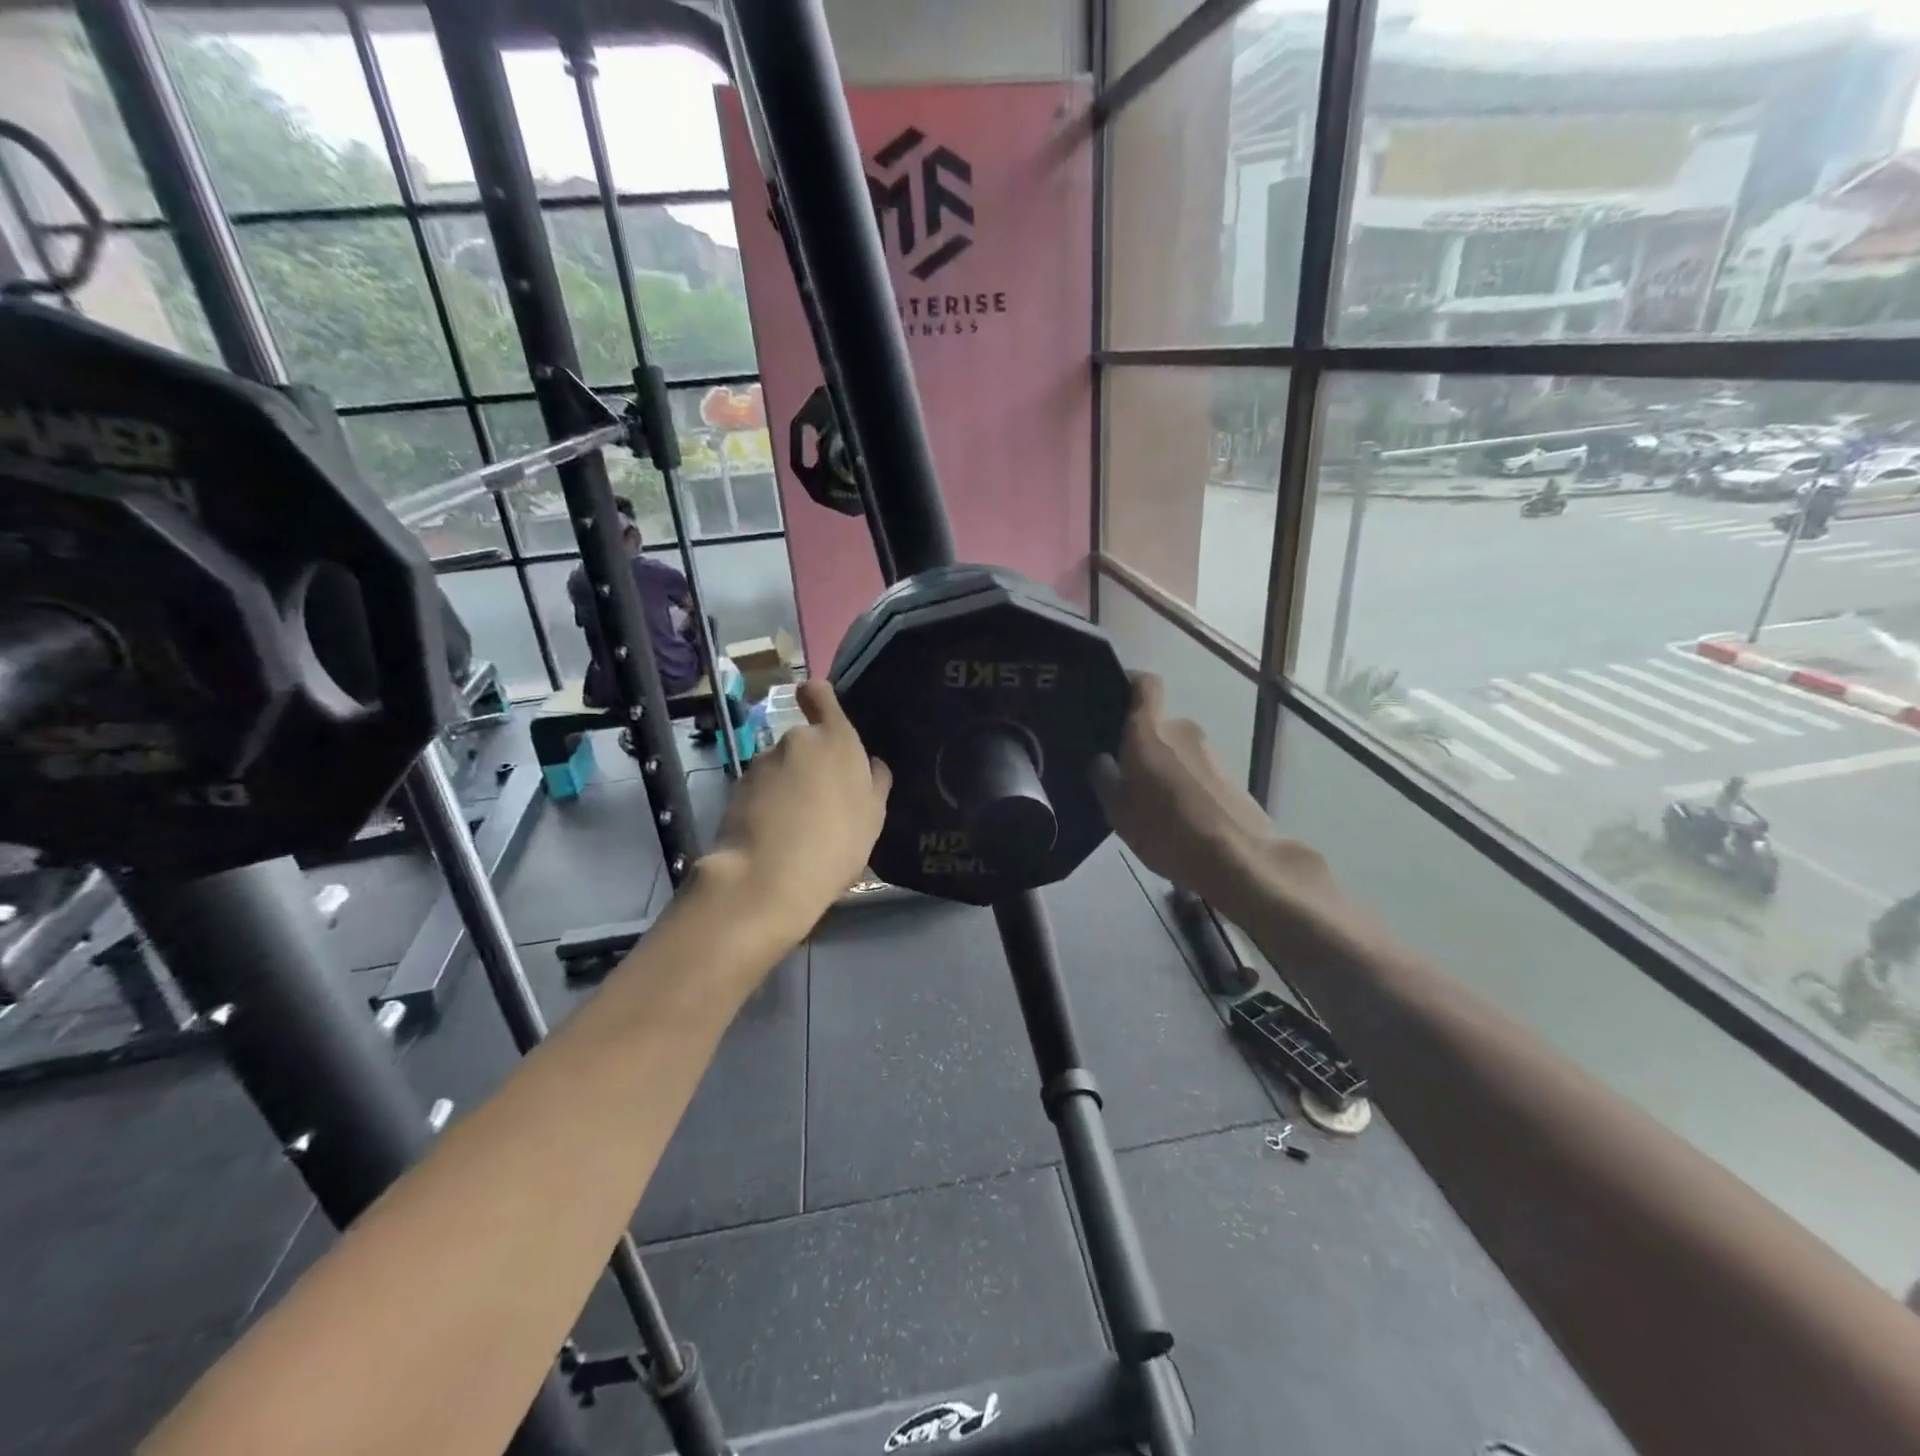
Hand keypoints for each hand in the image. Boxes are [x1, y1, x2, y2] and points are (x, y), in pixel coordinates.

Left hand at [702, 680, 890, 939]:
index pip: (819, 693)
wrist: (767, 879)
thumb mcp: (873, 817)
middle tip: (823, 803)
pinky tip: (774, 837)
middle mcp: (796, 740)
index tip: (820, 711)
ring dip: (788, 786)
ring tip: (797, 828)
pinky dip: (767, 805)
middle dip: (811, 763)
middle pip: (805, 742)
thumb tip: (870, 764)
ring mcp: (762, 764)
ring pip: (781, 767)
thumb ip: (874, 782)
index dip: (818, 697)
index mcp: (836, 740)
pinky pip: (761, 790)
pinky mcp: (736, 789)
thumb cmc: (836, 844)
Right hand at [1092, 673, 1338, 932]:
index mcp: (1149, 732)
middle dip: (1140, 745)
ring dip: (1164, 769)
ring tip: (1151, 806)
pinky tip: (1177, 819)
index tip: (1112, 700)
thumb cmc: (1167, 831)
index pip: (1144, 684)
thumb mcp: (1119, 813)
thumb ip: (1105, 780)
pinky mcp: (1229, 775)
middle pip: (1156, 725)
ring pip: (1176, 750)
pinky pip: (1195, 770)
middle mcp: (1182, 730)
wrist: (1241, 859)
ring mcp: (1210, 752)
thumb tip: (1102, 760)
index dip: (1129, 683)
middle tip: (1124, 776)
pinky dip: (1184, 785)